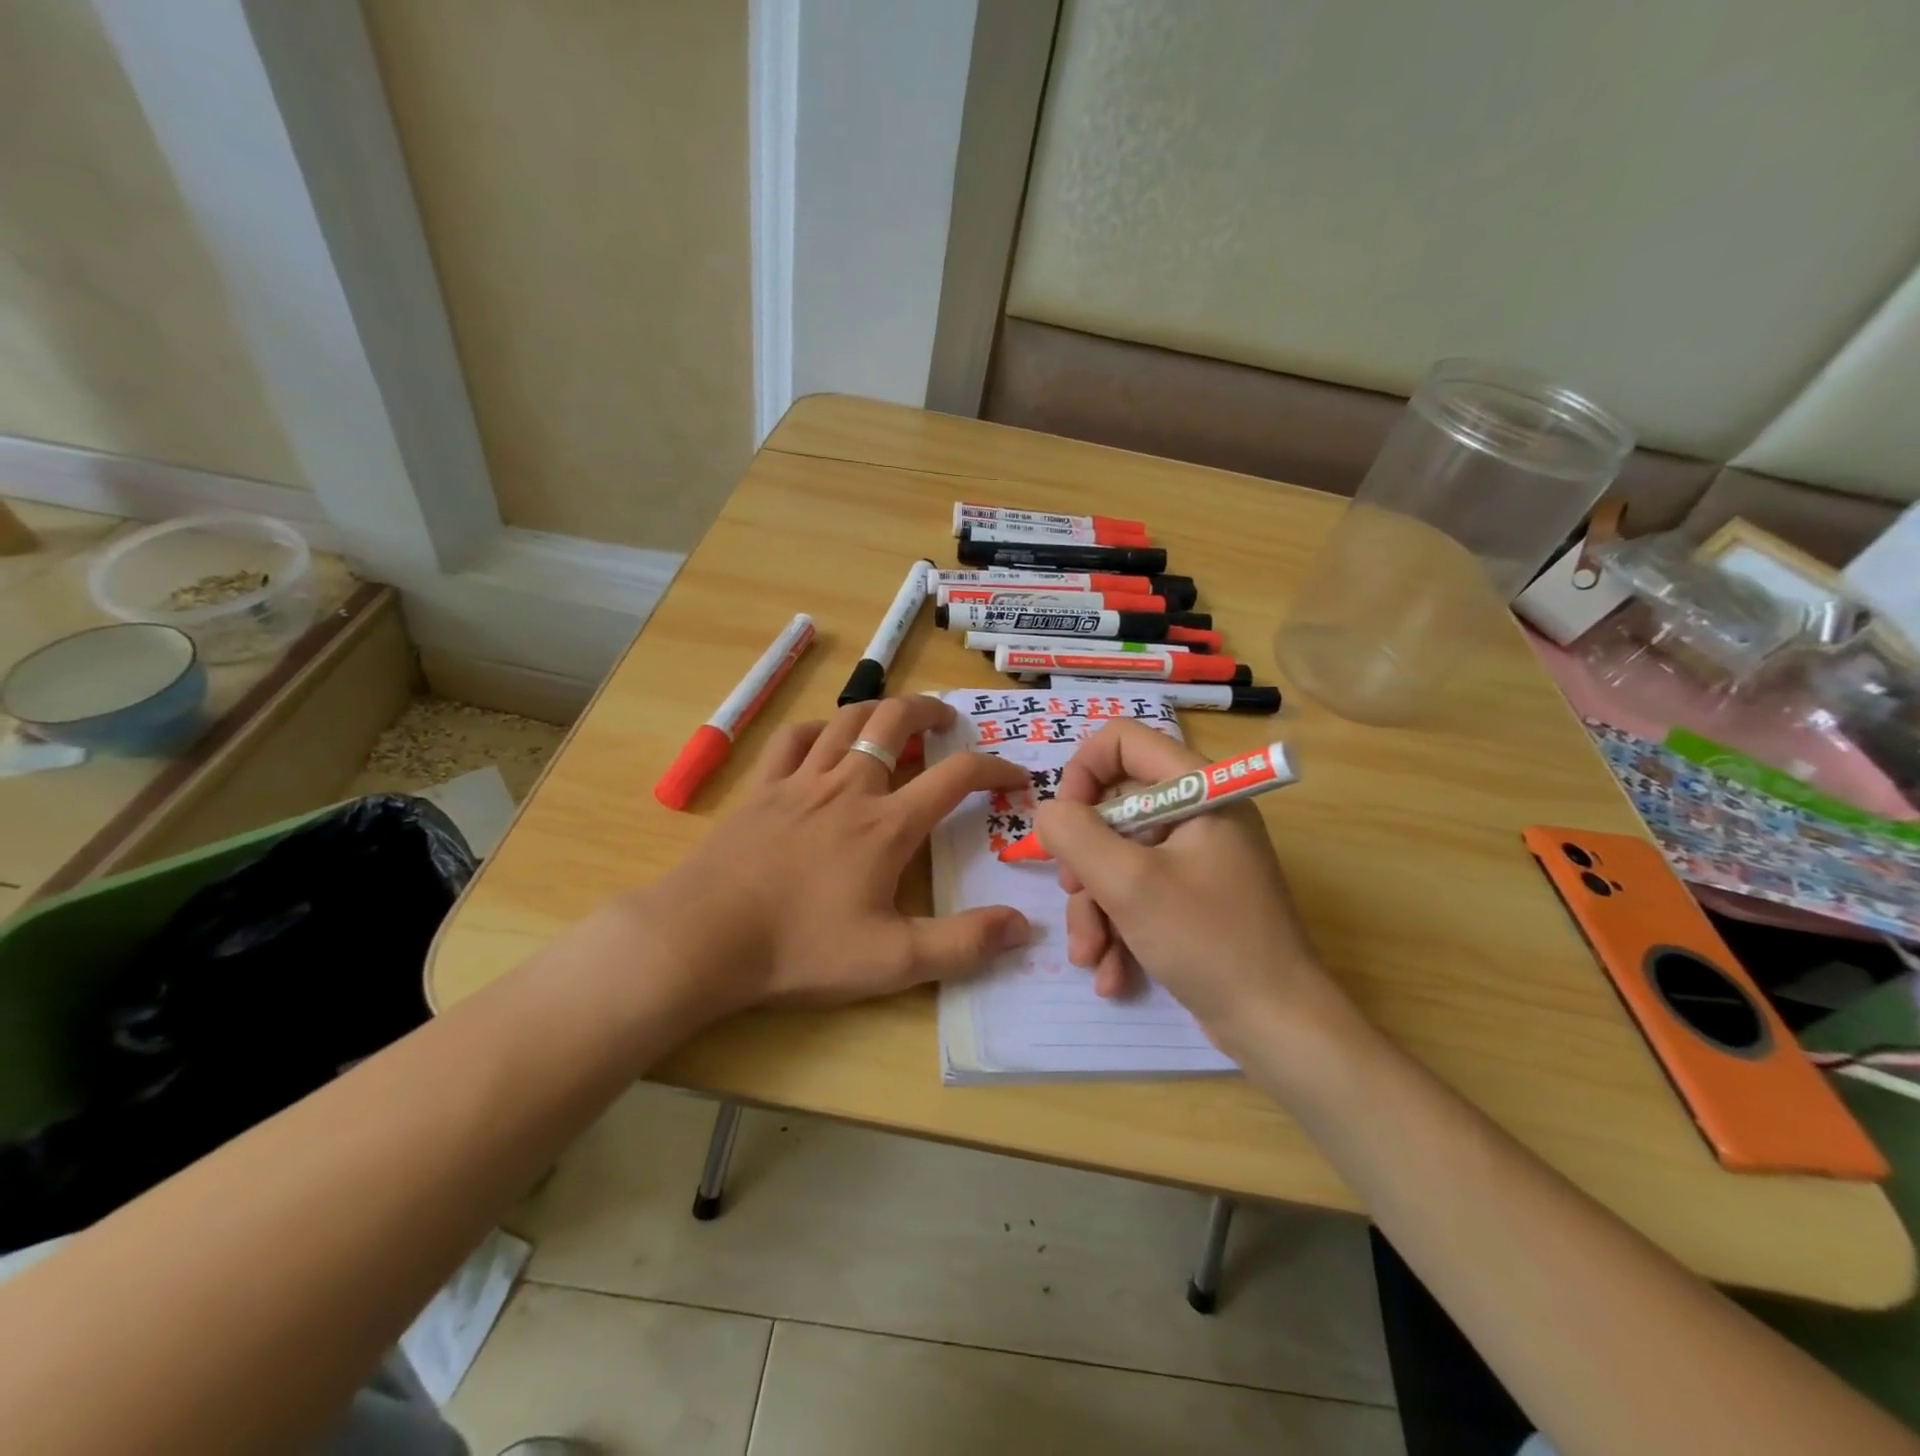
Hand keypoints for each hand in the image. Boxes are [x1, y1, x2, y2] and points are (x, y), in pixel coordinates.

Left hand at [614, 695, 1031, 1022]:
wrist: (703, 937)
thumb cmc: (800, 948)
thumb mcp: (892, 961)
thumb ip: (963, 945)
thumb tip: (1024, 926)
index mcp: (887, 824)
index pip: (955, 776)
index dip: (994, 768)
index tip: (1014, 775)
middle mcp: (849, 787)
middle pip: (895, 720)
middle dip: (929, 709)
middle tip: (947, 720)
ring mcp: (800, 782)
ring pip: (846, 720)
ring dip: (878, 710)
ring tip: (894, 719)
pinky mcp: (761, 789)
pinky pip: (793, 739)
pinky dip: (818, 729)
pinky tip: (825, 740)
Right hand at [1031, 721, 1344, 1054]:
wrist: (1277, 1027)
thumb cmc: (1208, 941)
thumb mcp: (1129, 884)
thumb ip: (1076, 835)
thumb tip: (1049, 813)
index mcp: (1199, 790)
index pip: (1124, 741)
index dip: (1083, 772)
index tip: (1065, 822)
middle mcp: (1198, 814)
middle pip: (1114, 808)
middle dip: (1085, 861)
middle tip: (1075, 895)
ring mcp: (1196, 859)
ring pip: (1119, 859)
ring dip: (1095, 908)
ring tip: (1090, 955)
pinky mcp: (1192, 899)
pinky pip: (1138, 894)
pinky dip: (1118, 929)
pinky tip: (1112, 974)